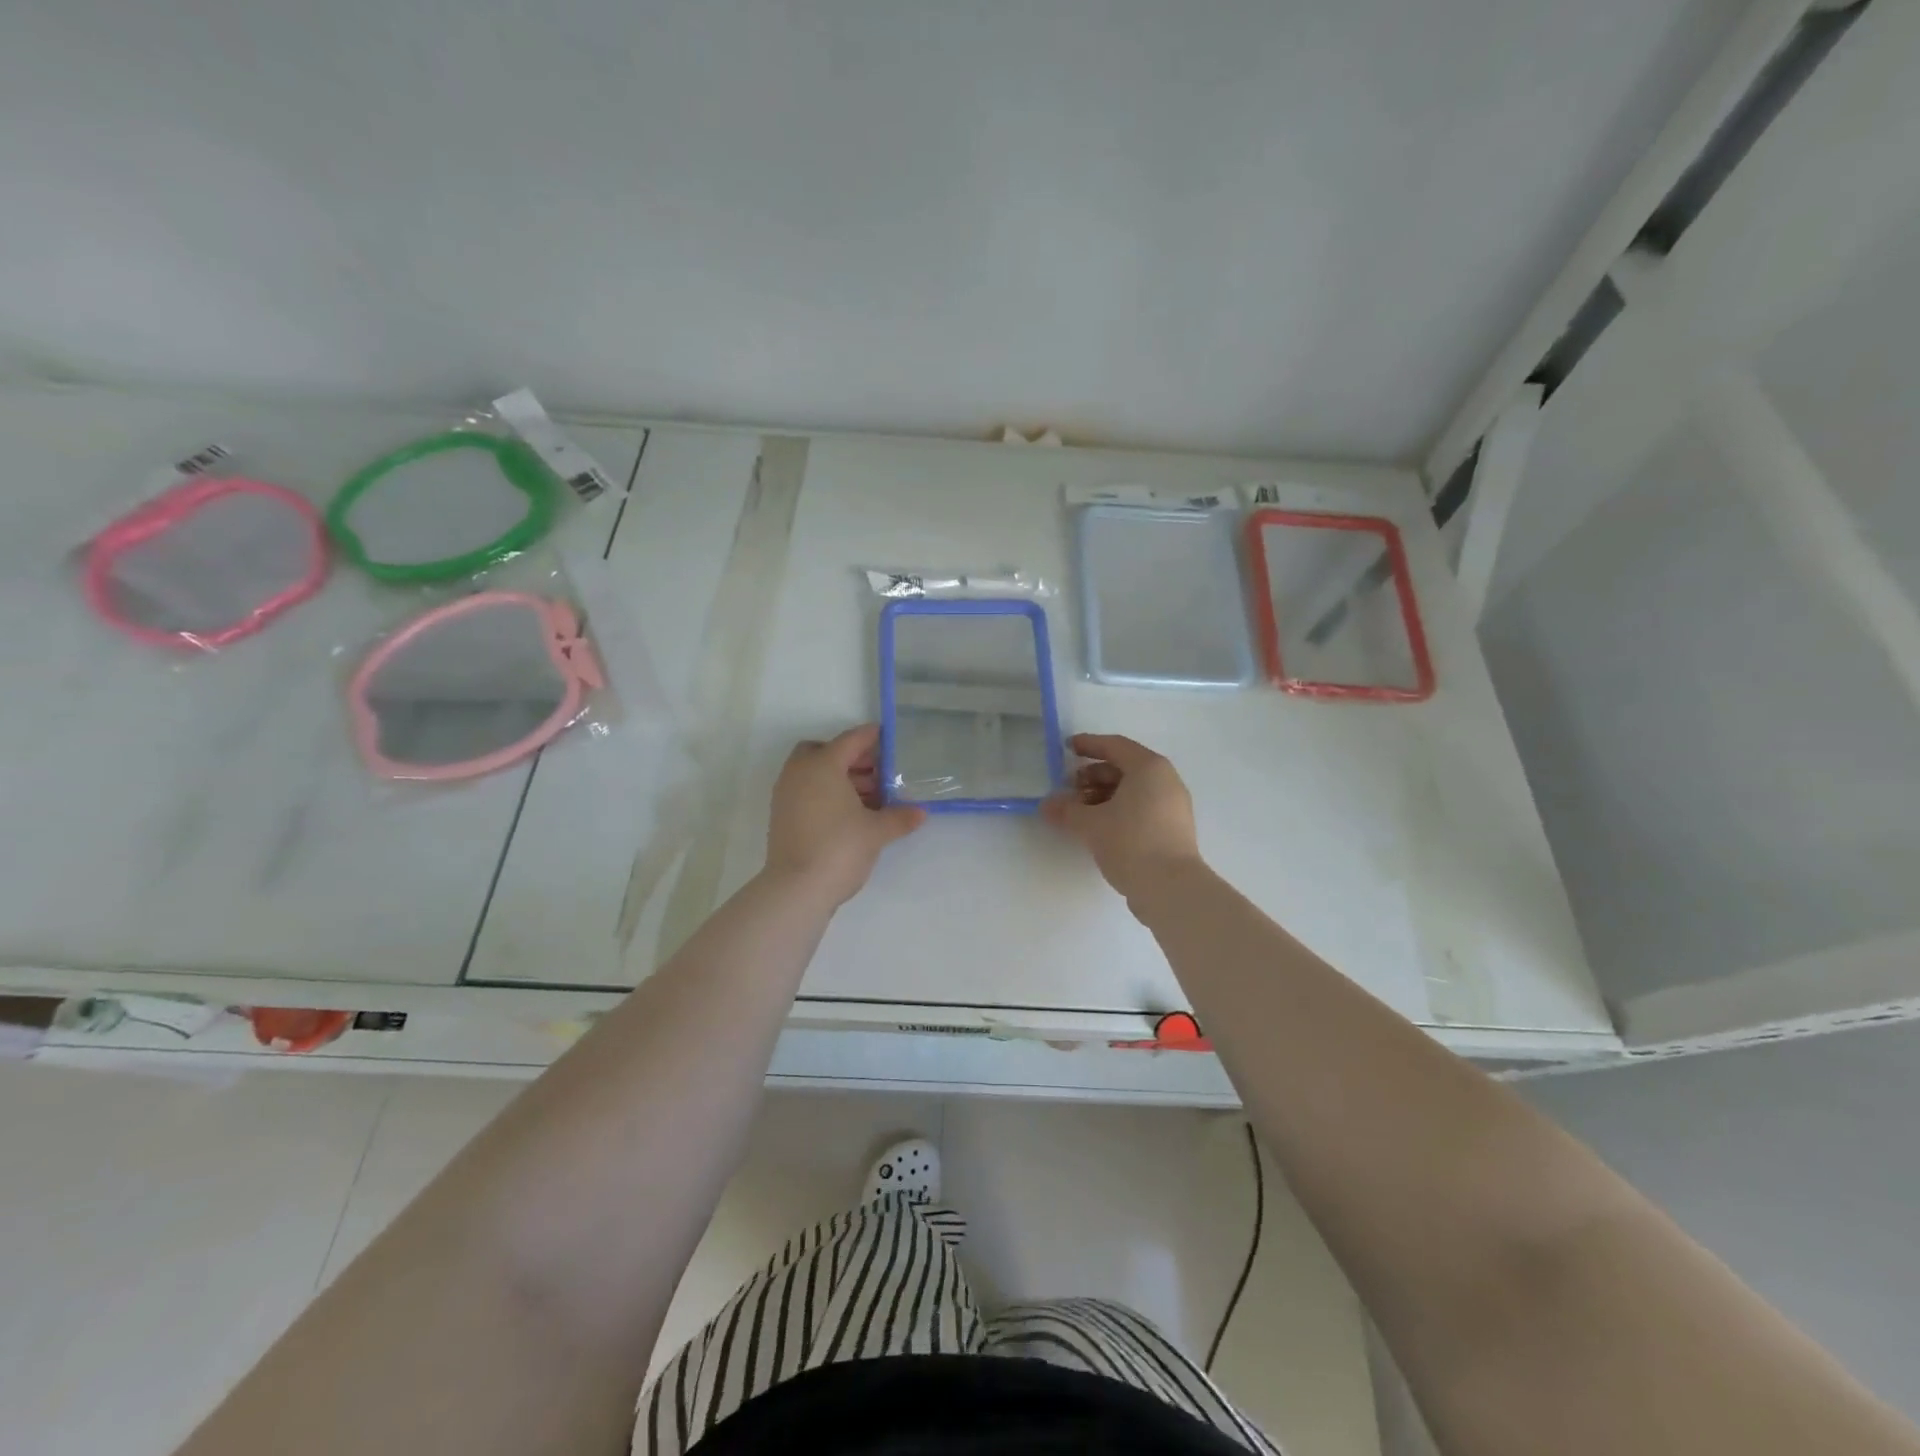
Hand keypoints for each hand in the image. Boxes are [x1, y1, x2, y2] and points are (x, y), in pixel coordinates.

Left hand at [764, 724, 925, 906]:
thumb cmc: (839, 848)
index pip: (851, 740)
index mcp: (823, 765)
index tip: (889, 738)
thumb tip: (921, 813)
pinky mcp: (781, 816)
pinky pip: (806, 791)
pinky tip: (849, 815)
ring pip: (814, 773)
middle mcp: (800, 772)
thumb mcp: (876, 831)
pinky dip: (826, 794)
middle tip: (877, 773)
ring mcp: (786, 794)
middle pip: (825, 751)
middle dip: (851, 758)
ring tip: (870, 798)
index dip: (872, 738)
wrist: (795, 889)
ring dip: (839, 778)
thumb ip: (899, 817)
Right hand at [1041, 733, 1202, 901]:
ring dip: (1103, 795)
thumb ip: (1066, 810)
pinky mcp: (1173, 829)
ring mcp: (1173, 806)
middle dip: (1093, 775)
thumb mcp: (1091, 824)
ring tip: (1079, 812)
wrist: (1170, 888)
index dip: (1088, 745)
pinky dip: (1118, 809)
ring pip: (1133, 790)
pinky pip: (1141, 807)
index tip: (1066, 749)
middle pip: (1124, 768)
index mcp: (1149, 768)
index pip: (1115, 746)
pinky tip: (1098, 827)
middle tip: (1068, 788)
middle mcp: (1165, 781)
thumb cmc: (1131, 842)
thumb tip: (1047, 804)